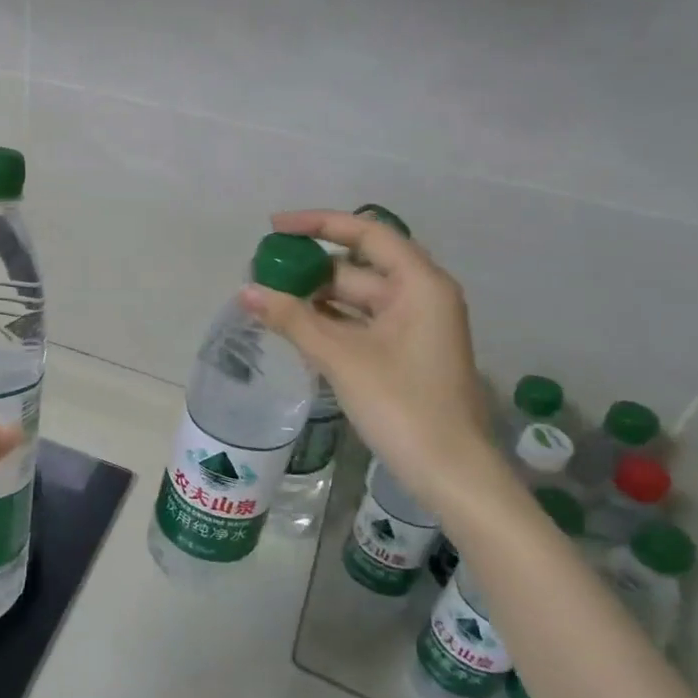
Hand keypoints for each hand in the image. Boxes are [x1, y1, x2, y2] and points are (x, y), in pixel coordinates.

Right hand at [242, 210, 496, 506]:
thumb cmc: (402, 405)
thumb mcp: (341, 358)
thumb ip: (292, 319)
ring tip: (268, 300)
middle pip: (358, 267)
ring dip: (315, 299)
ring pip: (356, 299)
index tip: (275, 228)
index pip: (366, 234)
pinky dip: (329, 323)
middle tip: (261, 274)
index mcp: (419, 284)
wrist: (450, 473)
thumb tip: (246, 291)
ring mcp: (414, 327)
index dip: (319, 224)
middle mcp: (420, 297)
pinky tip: (294, 329)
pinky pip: (360, 324)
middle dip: (310, 269)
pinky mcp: (404, 354)